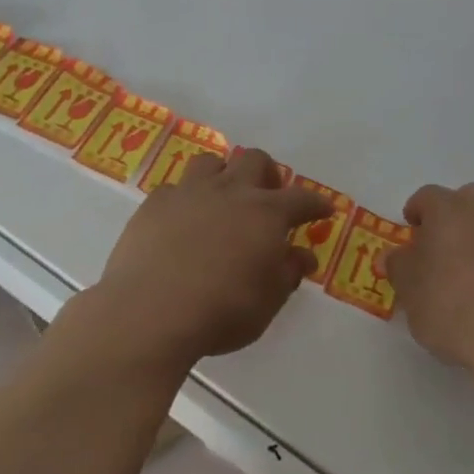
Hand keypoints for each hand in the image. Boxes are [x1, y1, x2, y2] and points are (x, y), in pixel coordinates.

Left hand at [88, 147, 332, 372]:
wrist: (150, 313)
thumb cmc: (221, 312)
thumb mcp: (267, 302)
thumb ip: (287, 273)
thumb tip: (303, 255)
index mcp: (266, 213)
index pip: (301, 198)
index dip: (315, 203)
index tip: (323, 209)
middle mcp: (231, 191)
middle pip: (254, 159)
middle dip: (267, 174)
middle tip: (267, 197)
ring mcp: (190, 192)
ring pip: (211, 162)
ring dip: (222, 175)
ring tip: (221, 199)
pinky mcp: (155, 203)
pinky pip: (175, 188)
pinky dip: (184, 200)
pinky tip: (180, 222)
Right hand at [384, 182, 473, 371]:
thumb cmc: (452, 305)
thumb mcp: (409, 290)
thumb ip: (398, 266)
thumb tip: (394, 256)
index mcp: (448, 208)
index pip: (426, 197)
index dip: (416, 214)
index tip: (412, 236)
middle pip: (466, 202)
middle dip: (453, 220)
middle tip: (442, 253)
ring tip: (472, 279)